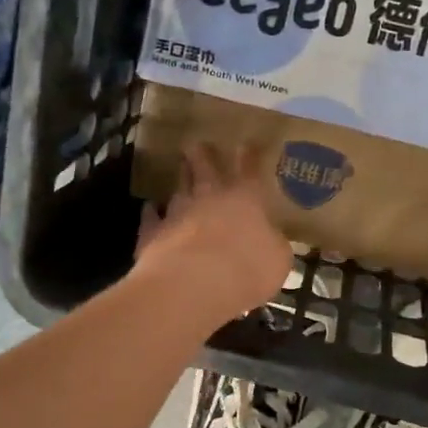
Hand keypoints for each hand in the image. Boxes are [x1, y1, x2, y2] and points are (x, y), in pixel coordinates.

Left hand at [134, 143, 291, 326]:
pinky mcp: (152, 233)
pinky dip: (151, 212)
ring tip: (179, 171)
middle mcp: (209, 198)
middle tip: (197, 144)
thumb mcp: (278, 261)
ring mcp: (178, 213)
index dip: (248, 157)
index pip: (249, 171)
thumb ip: (274, 246)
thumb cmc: (246, 269)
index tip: (245, 144)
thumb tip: (272, 240)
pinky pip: (151, 217)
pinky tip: (149, 208)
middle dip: (202, 155)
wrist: (192, 283)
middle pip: (205, 169)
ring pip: (179, 190)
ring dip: (181, 180)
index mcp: (245, 200)